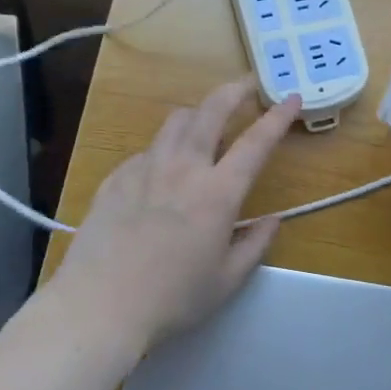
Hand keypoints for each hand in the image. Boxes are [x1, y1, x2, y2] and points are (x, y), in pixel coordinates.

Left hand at [48, 79, 300, 353]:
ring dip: (198, 113)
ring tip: (206, 121)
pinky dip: (164, 149)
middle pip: (211, 111)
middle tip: (248, 85)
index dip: (278, 117)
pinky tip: (163, 170)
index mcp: (217, 193)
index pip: (256, 143)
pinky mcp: (116, 177)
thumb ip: (255, 245)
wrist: (99, 304)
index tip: (291, 97)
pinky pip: (147, 150)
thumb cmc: (172, 299)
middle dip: (234, 91)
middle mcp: (183, 168)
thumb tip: (273, 220)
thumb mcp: (226, 282)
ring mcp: (145, 168)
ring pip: (176, 121)